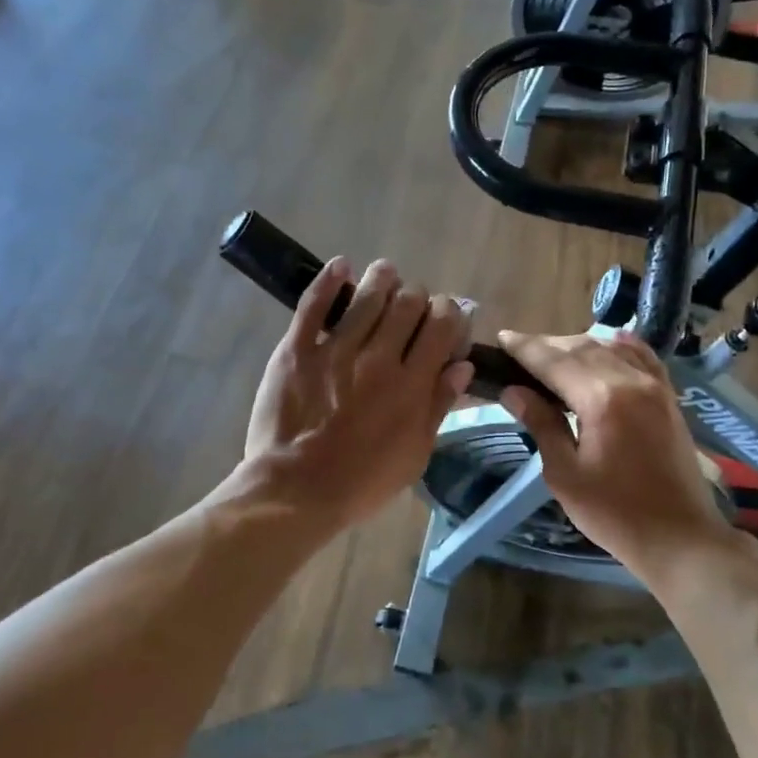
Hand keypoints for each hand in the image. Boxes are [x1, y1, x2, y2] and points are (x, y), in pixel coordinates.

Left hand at [244, 257, 473, 529]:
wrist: (296, 491)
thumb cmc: (362, 482)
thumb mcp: (415, 455)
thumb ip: (438, 406)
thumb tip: (462, 365)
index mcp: (412, 384)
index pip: (443, 324)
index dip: (449, 312)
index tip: (445, 318)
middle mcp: (379, 358)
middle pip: (409, 302)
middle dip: (417, 297)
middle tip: (411, 306)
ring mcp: (335, 350)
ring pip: (367, 295)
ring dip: (382, 278)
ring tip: (384, 276)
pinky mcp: (297, 349)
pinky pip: (314, 304)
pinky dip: (329, 279)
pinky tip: (341, 266)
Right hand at [497, 329, 742, 576]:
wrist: (680, 537)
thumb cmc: (614, 513)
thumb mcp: (565, 474)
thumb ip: (541, 424)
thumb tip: (512, 390)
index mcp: (601, 398)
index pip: (554, 360)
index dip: (524, 348)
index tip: (501, 339)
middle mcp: (630, 380)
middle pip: (581, 346)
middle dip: (547, 345)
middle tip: (518, 351)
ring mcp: (655, 386)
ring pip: (610, 347)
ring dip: (577, 344)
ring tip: (552, 355)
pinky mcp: (668, 397)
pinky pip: (641, 356)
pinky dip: (616, 347)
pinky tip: (604, 346)